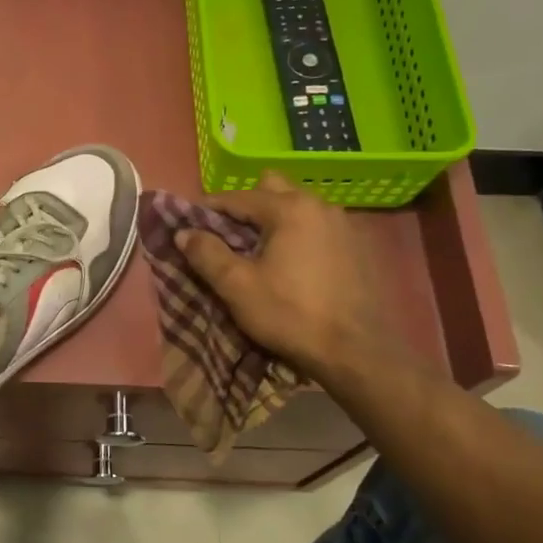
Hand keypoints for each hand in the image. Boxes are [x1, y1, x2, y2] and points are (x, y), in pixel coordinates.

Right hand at [175, 172, 403, 382]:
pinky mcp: (358, 247)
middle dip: (246, 207)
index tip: (190, 227)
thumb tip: (184, 232)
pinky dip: (298, 236)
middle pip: (272, 190)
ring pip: (297, 208)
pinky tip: (292, 266)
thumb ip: (206, 253)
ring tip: (259, 254)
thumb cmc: (290, 314)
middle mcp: (320, 205)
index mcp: (289, 208)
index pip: (236, 197)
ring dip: (273, 222)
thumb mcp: (237, 286)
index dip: (208, 210)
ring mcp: (344, 224)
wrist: (356, 352)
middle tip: (230, 238)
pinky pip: (317, 228)